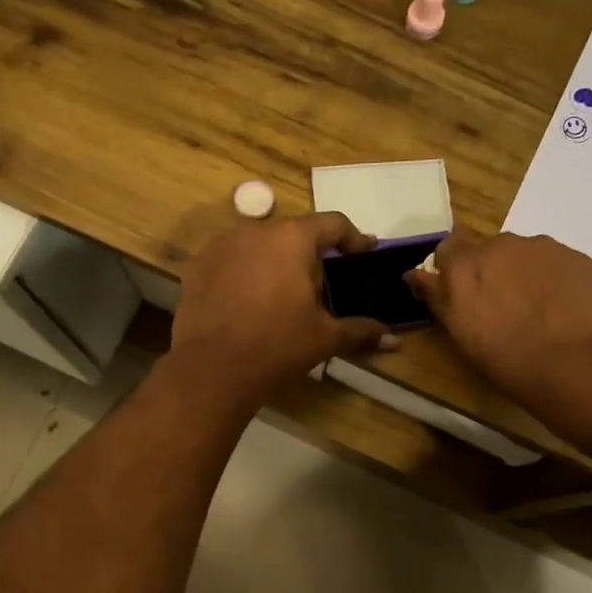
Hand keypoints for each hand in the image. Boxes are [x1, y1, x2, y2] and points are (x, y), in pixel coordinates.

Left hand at [170, 213, 393, 407]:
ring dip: (275, 260)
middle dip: (311, 252)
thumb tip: (394, 339)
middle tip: (323, 281)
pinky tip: (248, 299)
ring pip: (258, 244)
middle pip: (293, 232)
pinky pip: (230, 261)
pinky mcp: (197, 266)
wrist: (213, 369)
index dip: (353, 238)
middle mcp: (256, 230)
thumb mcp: (324, 338)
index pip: (333, 224)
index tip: (364, 251)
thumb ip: (360, 331)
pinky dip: (244, 273)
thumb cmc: (278, 345)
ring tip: (283, 291)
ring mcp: (221, 245)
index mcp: (293, 238)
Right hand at [405, 232, 591, 410]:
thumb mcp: (460, 333)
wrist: (575, 365)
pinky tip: (561, 309)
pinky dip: (553, 280)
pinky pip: (555, 264)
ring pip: (524, 255)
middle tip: (501, 308)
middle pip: (489, 251)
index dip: (452, 271)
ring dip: (523, 274)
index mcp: (464, 265)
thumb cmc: (507, 359)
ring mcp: (543, 247)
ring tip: (536, 310)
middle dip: (491, 272)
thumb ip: (438, 297)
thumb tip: (417, 274)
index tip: (461, 295)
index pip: (447, 250)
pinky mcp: (576, 257)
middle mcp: (501, 245)